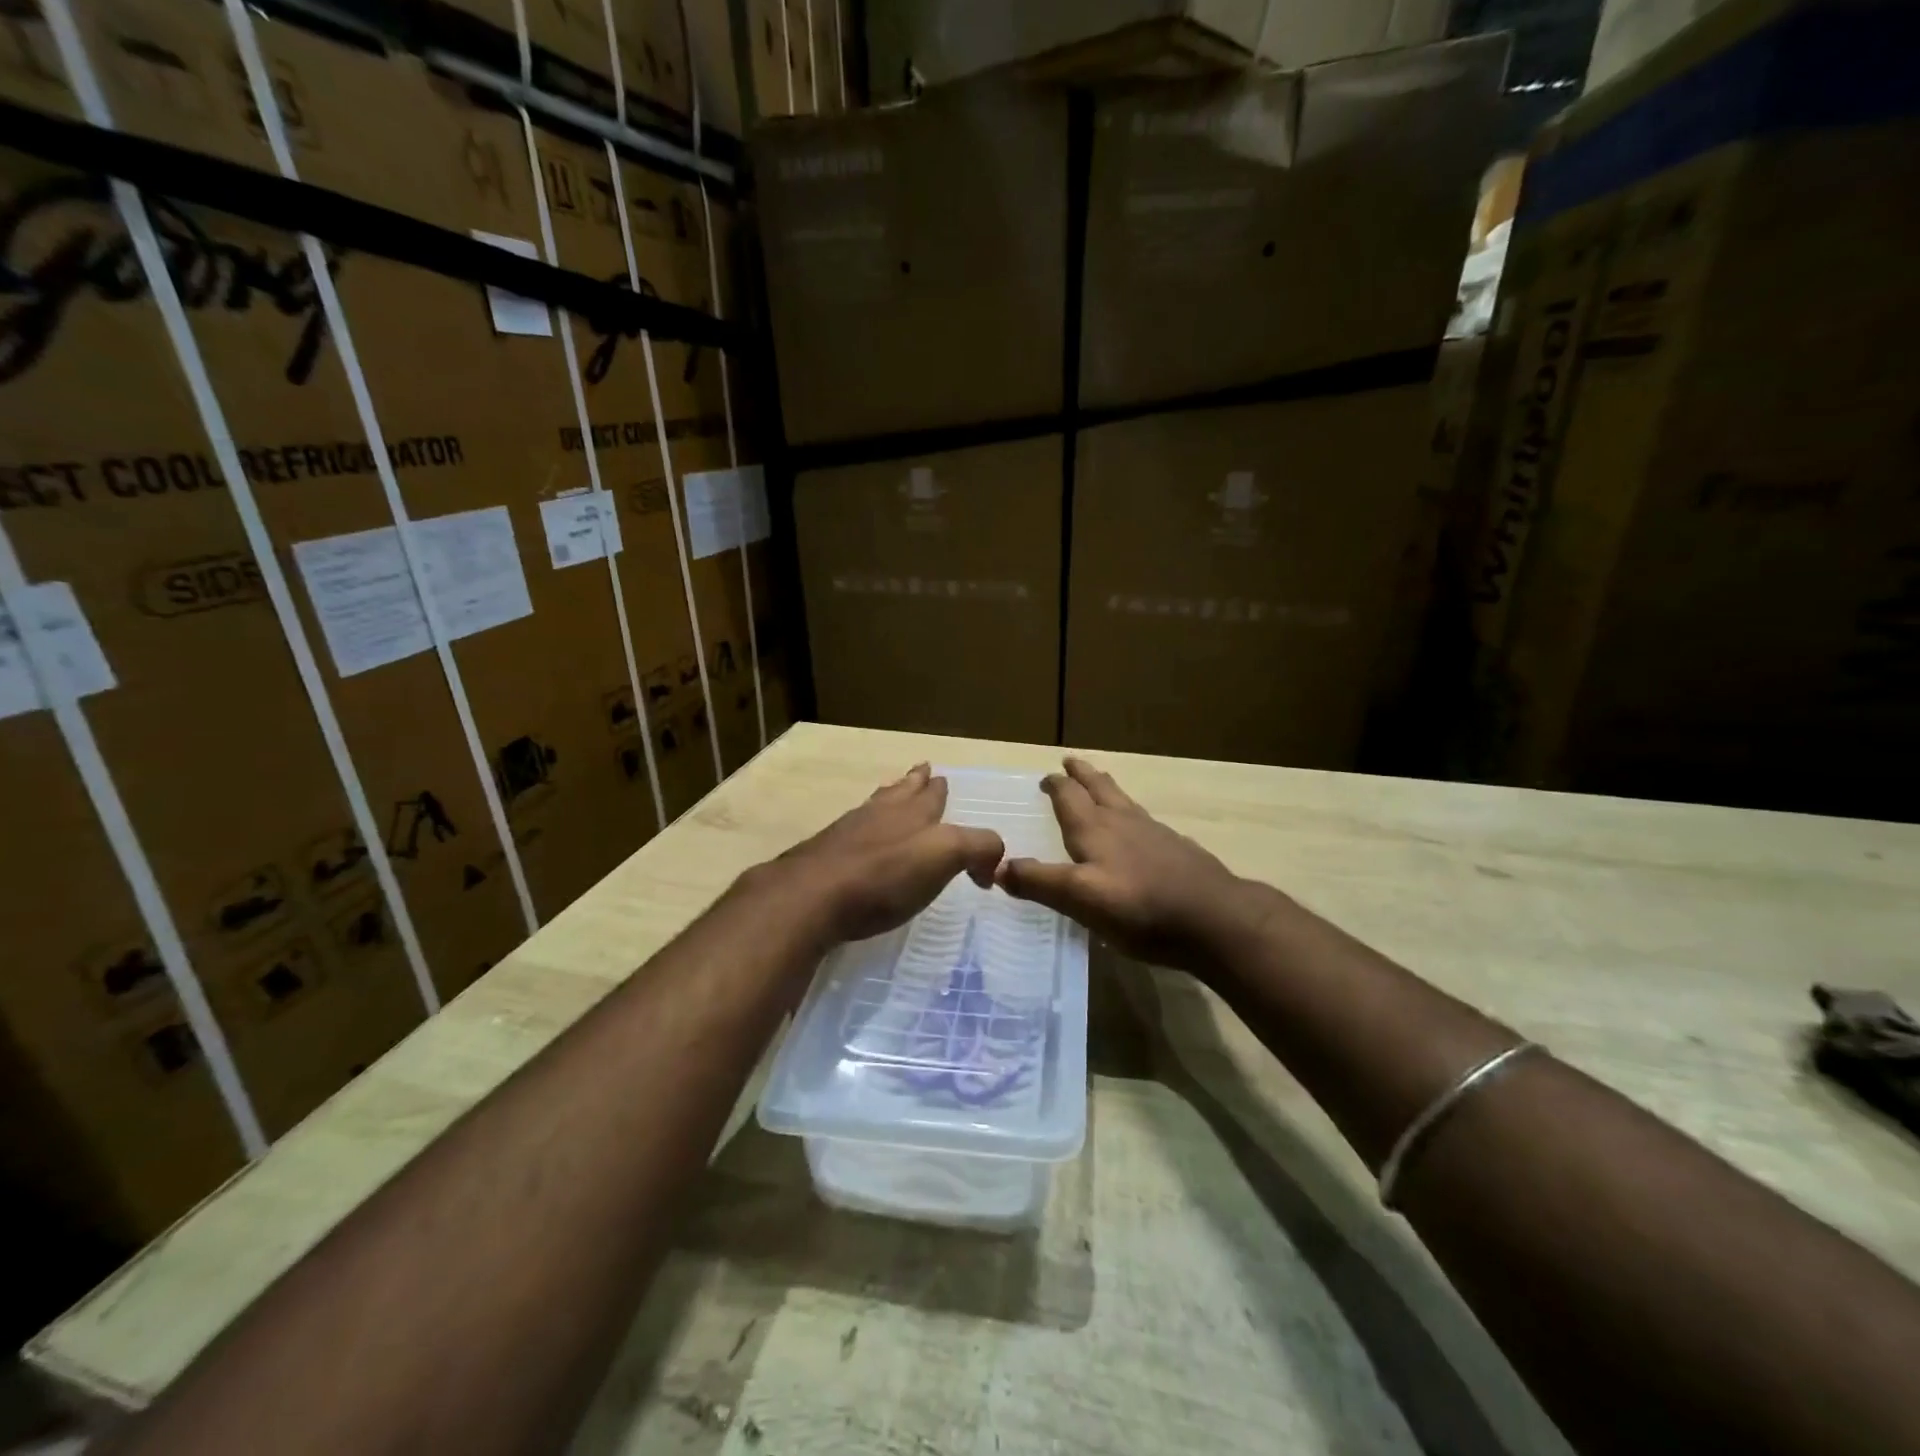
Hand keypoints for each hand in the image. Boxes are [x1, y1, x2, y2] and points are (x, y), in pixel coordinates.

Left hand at [766, 763, 1004, 945]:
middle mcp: (880, 814)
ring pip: (875, 805)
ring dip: (888, 797)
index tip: (943, 779)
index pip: (932, 795)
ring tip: (893, 791)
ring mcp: (847, 832)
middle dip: (915, 782)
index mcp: (912, 813)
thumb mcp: (944, 856)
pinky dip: (864, 826)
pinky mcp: (825, 856)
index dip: (939, 788)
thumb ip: (977, 849)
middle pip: (901, 791)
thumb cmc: (883, 876)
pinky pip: (851, 831)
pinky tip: (859, 835)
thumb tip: (990, 864)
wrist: (811, 896)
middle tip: (922, 770)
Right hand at [996, 758, 1257, 973]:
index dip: (1056, 785)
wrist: (1214, 919)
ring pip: (1125, 802)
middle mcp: (1124, 823)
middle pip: (1100, 789)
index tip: (1047, 776)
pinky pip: (1147, 823)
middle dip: (1082, 775)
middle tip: (1071, 761)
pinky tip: (1141, 831)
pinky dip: (1133, 817)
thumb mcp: (1080, 899)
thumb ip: (1039, 882)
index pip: (1069, 797)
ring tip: (1102, 784)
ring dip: (1108, 789)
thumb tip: (997, 867)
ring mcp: (1155, 834)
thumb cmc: (1140, 907)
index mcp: (1095, 830)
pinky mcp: (1178, 851)